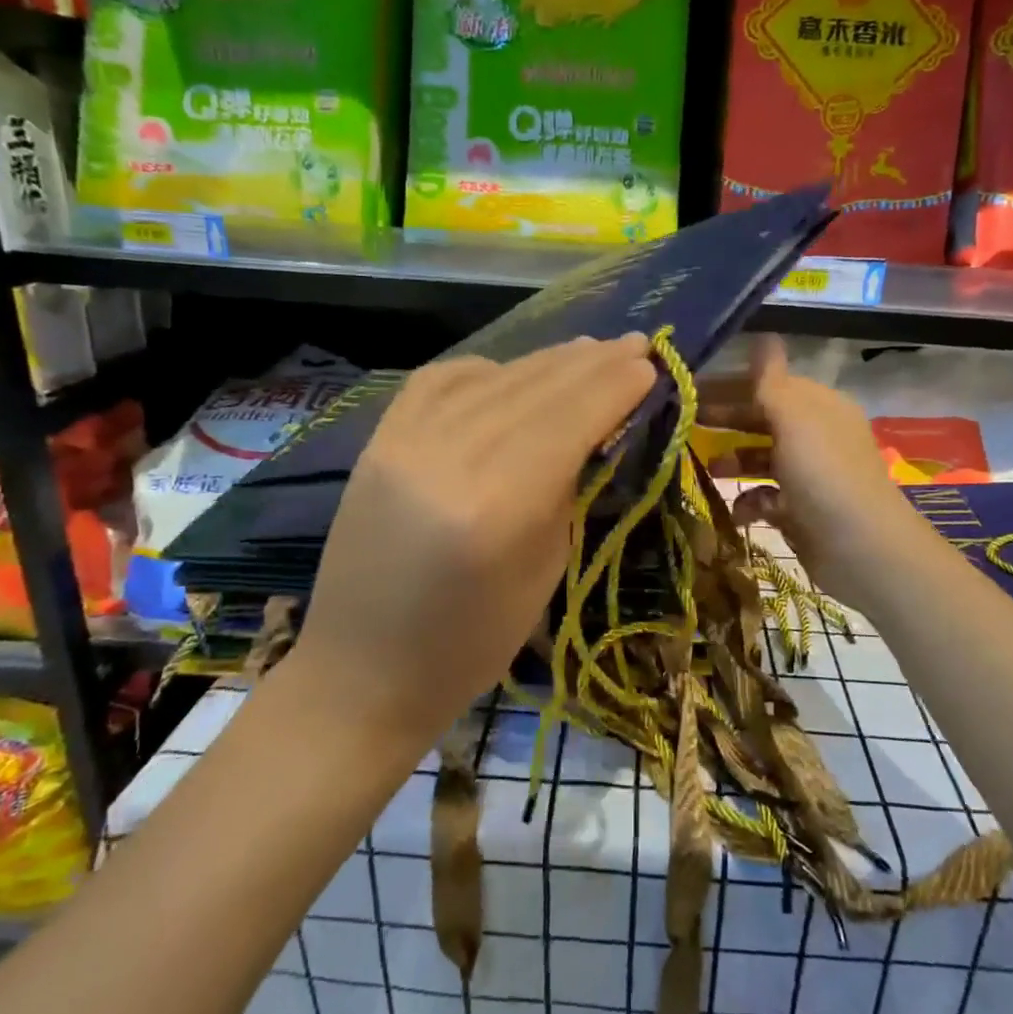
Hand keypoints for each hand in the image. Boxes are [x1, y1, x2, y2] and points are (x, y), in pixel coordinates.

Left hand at [297, 335, 656, 740]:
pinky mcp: (378, 440)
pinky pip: (441, 381)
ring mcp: (404, 442)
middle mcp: (449, 458)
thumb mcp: (545, 572)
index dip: (615, 387)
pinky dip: (487, 369)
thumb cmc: (470, 644)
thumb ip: (569, 490)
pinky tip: (512, 371)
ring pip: (494, 378)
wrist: (362, 670)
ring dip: (547, 361)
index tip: (650, 365)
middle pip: (536, 389)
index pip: (570, 420)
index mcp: (499, 505)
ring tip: (588, 350)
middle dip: (592, 364)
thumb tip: (599, 430)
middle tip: (635, 343)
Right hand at [699, 336, 932, 610]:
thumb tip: (764, 336)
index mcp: (819, 407)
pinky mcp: (801, 512)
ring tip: (708, 469)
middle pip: (763, 420)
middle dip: (727, 422)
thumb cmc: (823, 473)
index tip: (691, 390)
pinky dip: (750, 502)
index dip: (731, 385)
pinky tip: (740, 509)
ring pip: (762, 460)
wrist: (860, 548)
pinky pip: (766, 498)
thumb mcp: (794, 418)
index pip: (769, 385)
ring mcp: (809, 476)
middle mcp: (815, 437)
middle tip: (685, 424)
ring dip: (734, 462)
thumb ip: (771, 381)